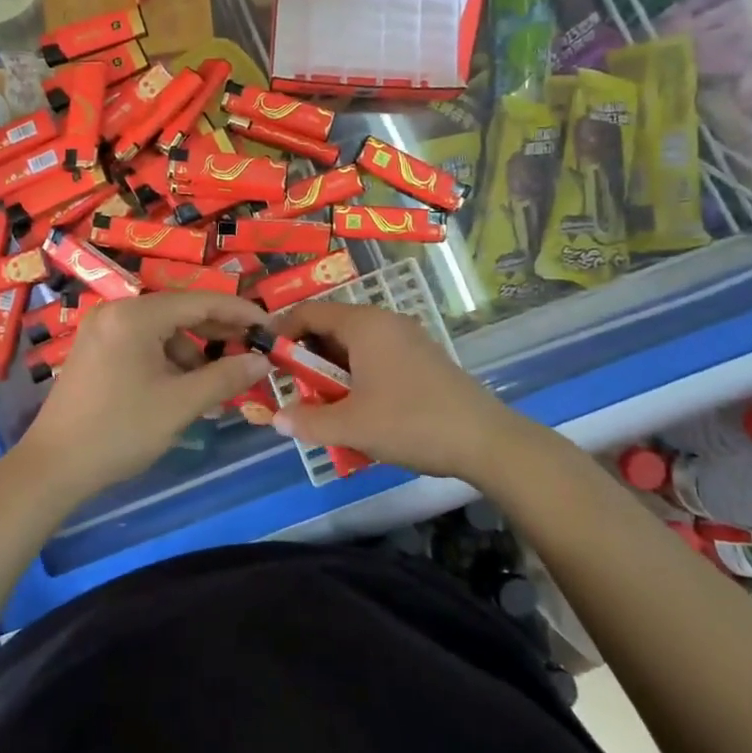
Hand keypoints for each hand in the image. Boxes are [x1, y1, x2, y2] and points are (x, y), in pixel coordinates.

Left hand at [13, 291, 272, 500]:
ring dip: (193, 354)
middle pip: (180, 312)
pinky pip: (144, 344)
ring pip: (163, 331)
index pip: (200, 301)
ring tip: (218, 386)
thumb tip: (262, 361)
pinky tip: (185, 390)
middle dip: (218, 334)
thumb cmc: (120, 431)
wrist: (53, 467)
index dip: (239, 312)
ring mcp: (103, 330)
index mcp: (135, 315)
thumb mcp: (180, 404)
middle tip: (253, 353)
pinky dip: (168, 361)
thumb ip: (225, 377)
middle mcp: (117, 311)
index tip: (270, 326)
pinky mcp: (96, 350)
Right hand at [268, 301, 518, 481]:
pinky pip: (375, 356)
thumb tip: (276, 419)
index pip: (308, 312)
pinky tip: (358, 410)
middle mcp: (384, 321)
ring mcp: (407, 338)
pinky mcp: (422, 358)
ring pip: (353, 345)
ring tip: (323, 405)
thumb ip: (308, 421)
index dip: (282, 332)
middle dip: (307, 357)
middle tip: (293, 389)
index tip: (266, 360)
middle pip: (330, 327)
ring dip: (332, 371)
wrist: (485, 440)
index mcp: (364, 324)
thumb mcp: (351, 426)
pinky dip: (356, 376)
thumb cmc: (410, 422)